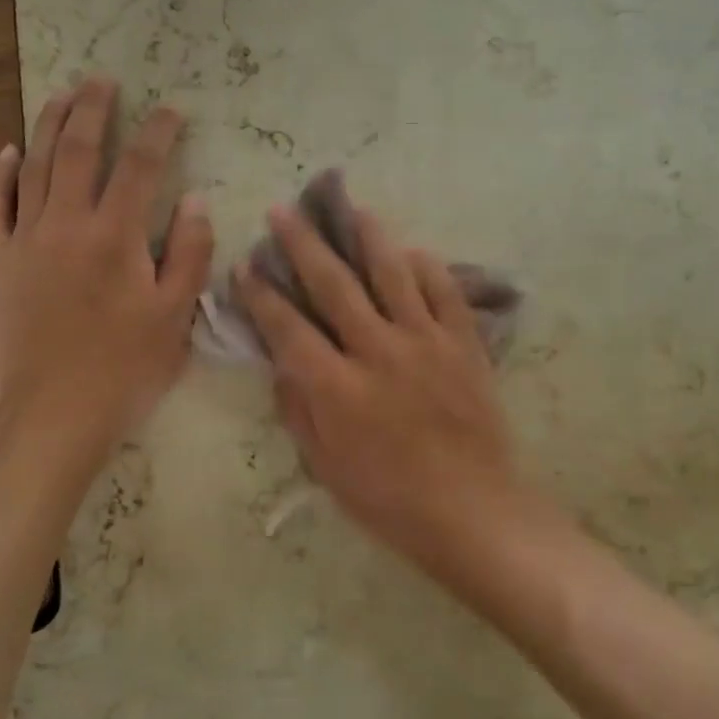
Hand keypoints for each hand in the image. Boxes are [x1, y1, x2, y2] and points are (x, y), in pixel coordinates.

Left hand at [0, 78, 212, 442]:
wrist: (55, 412)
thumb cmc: (127, 366)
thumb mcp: (177, 314)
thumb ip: (189, 252)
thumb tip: (194, 199)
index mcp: (117, 236)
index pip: (142, 167)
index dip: (160, 132)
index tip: (172, 110)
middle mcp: (67, 224)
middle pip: (79, 151)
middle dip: (94, 110)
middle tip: (103, 80)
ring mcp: (25, 241)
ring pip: (34, 167)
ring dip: (48, 126)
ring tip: (62, 95)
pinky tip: (7, 151)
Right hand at [235, 205, 519, 568]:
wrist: (472, 510)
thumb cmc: (391, 501)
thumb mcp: (326, 468)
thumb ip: (299, 411)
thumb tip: (283, 364)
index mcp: (337, 388)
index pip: (288, 328)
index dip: (262, 295)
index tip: (246, 265)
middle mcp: (378, 351)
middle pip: (334, 285)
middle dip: (304, 245)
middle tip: (284, 211)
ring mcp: (426, 341)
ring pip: (392, 273)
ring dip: (368, 237)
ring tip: (352, 208)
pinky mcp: (463, 343)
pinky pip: (445, 291)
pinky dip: (427, 267)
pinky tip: (413, 251)